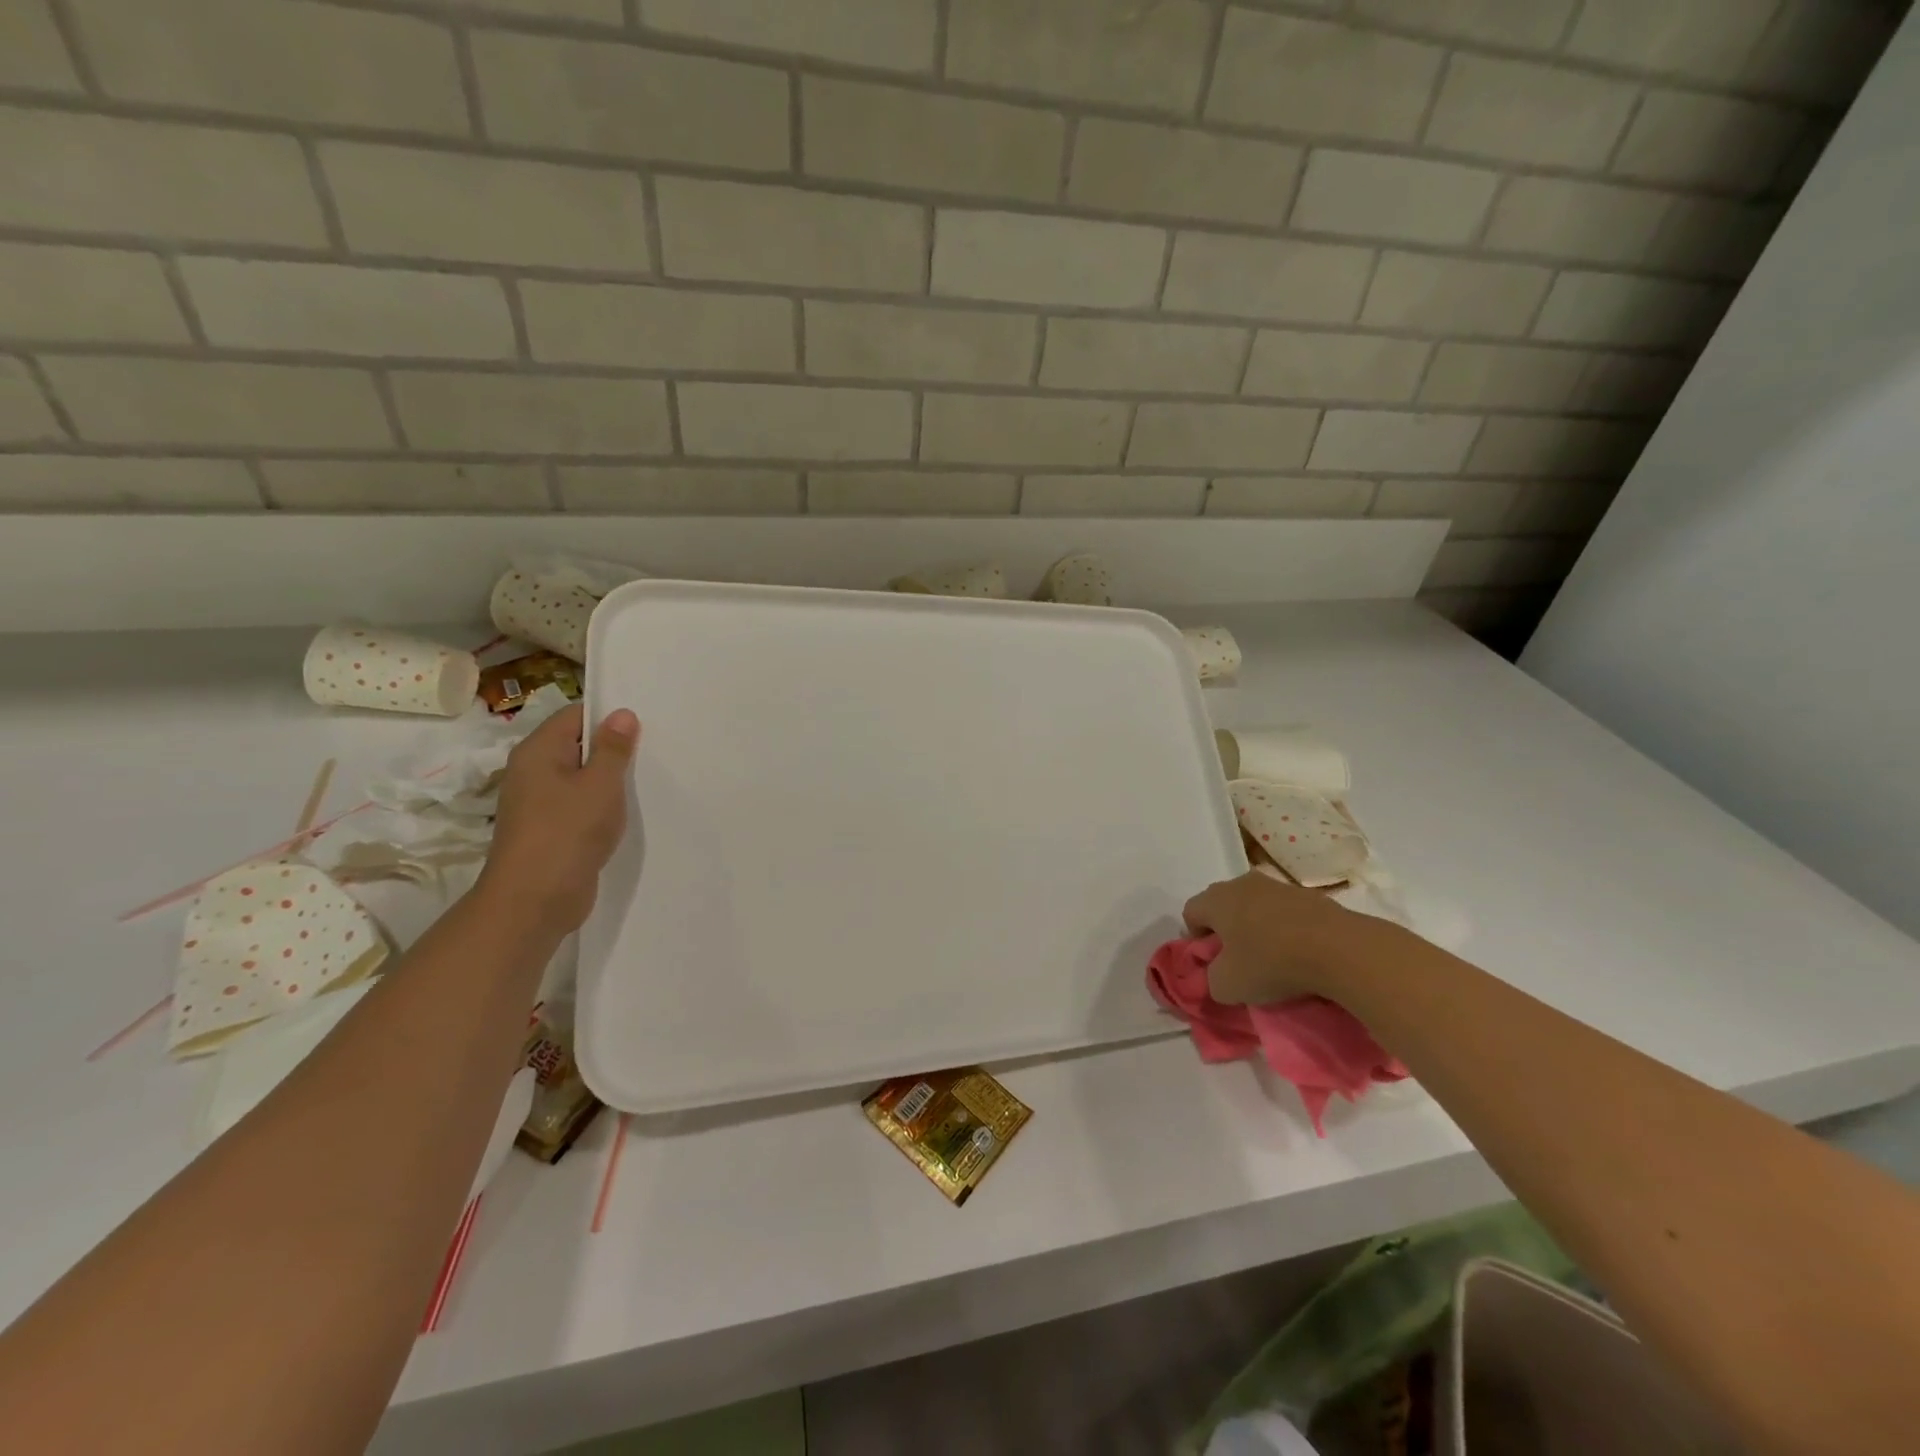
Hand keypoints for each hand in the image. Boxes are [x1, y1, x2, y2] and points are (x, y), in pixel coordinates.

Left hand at [477, 703, 640, 936]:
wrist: (534, 901)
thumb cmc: (567, 833)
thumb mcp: (600, 784)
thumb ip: (613, 748)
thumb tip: (622, 714)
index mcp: (538, 752)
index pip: (574, 716)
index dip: (608, 716)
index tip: (645, 723)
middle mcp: (533, 772)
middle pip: (577, 746)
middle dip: (613, 748)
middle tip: (655, 749)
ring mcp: (539, 803)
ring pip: (580, 778)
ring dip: (609, 779)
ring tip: (647, 778)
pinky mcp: (550, 830)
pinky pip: (579, 805)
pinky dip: (602, 804)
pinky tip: (628, 811)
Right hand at [1183, 871, 1407, 1006]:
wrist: (1340, 950)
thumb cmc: (1271, 963)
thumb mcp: (1227, 986)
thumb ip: (1210, 980)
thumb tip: (1217, 974)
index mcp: (1216, 899)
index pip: (1190, 912)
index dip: (1195, 938)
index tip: (1211, 963)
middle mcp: (1241, 884)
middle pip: (1222, 904)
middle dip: (1225, 929)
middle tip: (1238, 959)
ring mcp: (1277, 885)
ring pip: (1254, 905)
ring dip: (1256, 926)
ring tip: (1272, 956)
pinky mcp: (1309, 895)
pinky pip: (1285, 911)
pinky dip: (1285, 928)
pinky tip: (1299, 952)